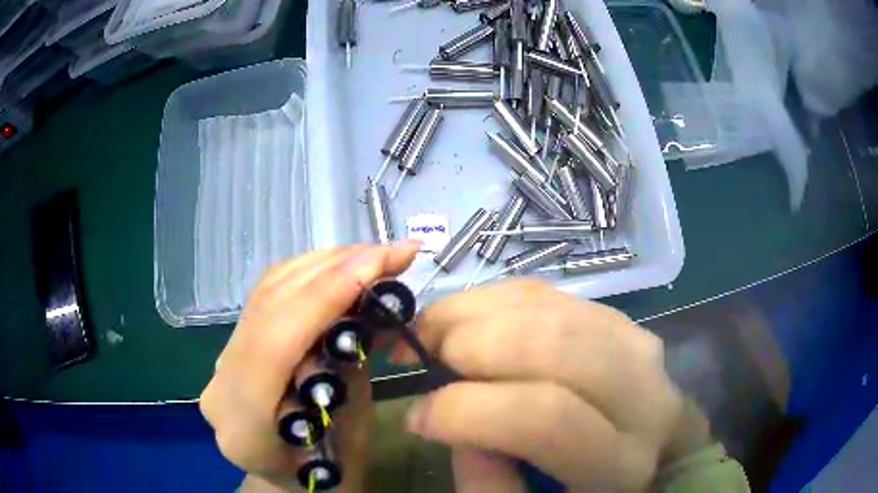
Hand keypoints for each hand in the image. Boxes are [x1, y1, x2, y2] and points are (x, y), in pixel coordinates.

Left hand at [200, 243, 419, 491]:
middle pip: (268, 307)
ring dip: (324, 263)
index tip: (378, 264)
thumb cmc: (325, 475)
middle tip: (391, 252)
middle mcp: (221, 384)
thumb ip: (352, 373)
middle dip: (333, 268)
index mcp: (243, 426)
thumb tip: (374, 306)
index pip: (273, 344)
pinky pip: (268, 294)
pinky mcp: (234, 343)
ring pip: (267, 291)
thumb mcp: (351, 437)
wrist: (286, 479)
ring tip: (374, 255)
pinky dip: (309, 272)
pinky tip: (342, 266)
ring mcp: (222, 359)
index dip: (323, 296)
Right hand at [396, 279, 684, 492]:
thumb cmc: (591, 491)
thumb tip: (448, 423)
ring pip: (550, 308)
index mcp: (623, 462)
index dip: (465, 411)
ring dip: (475, 311)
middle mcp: (645, 395)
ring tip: (434, 333)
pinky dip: (498, 299)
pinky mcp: (622, 320)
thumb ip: (487, 484)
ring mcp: (638, 345)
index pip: (545, 418)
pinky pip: (553, 294)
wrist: (655, 454)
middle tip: (420, 358)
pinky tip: (470, 319)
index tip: (417, 417)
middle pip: (551, 345)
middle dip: (467, 344)